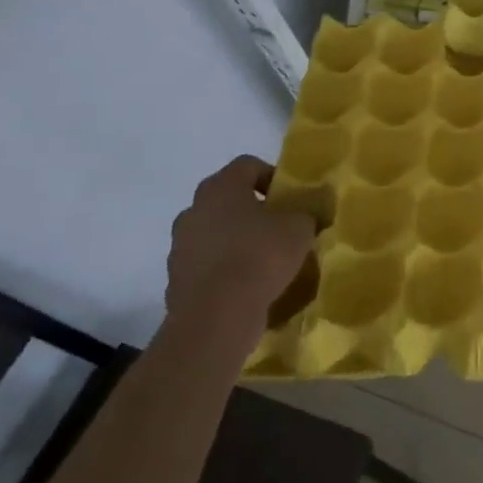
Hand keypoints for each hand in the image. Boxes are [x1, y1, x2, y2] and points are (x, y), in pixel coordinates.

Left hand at [166, 156, 314, 346]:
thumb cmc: (260, 256)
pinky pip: (208, 265)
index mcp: (220, 188)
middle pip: (228, 200)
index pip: (247, 165)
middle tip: (281, 228)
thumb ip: (305, 213)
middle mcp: (193, 210)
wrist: (216, 316)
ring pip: (215, 233)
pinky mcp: (176, 279)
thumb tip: (305, 213)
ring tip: (266, 261)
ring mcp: (180, 246)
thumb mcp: (300, 228)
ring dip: (237, 241)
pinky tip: (248, 286)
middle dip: (254, 211)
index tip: (291, 197)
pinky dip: (225, 270)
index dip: (273, 176)